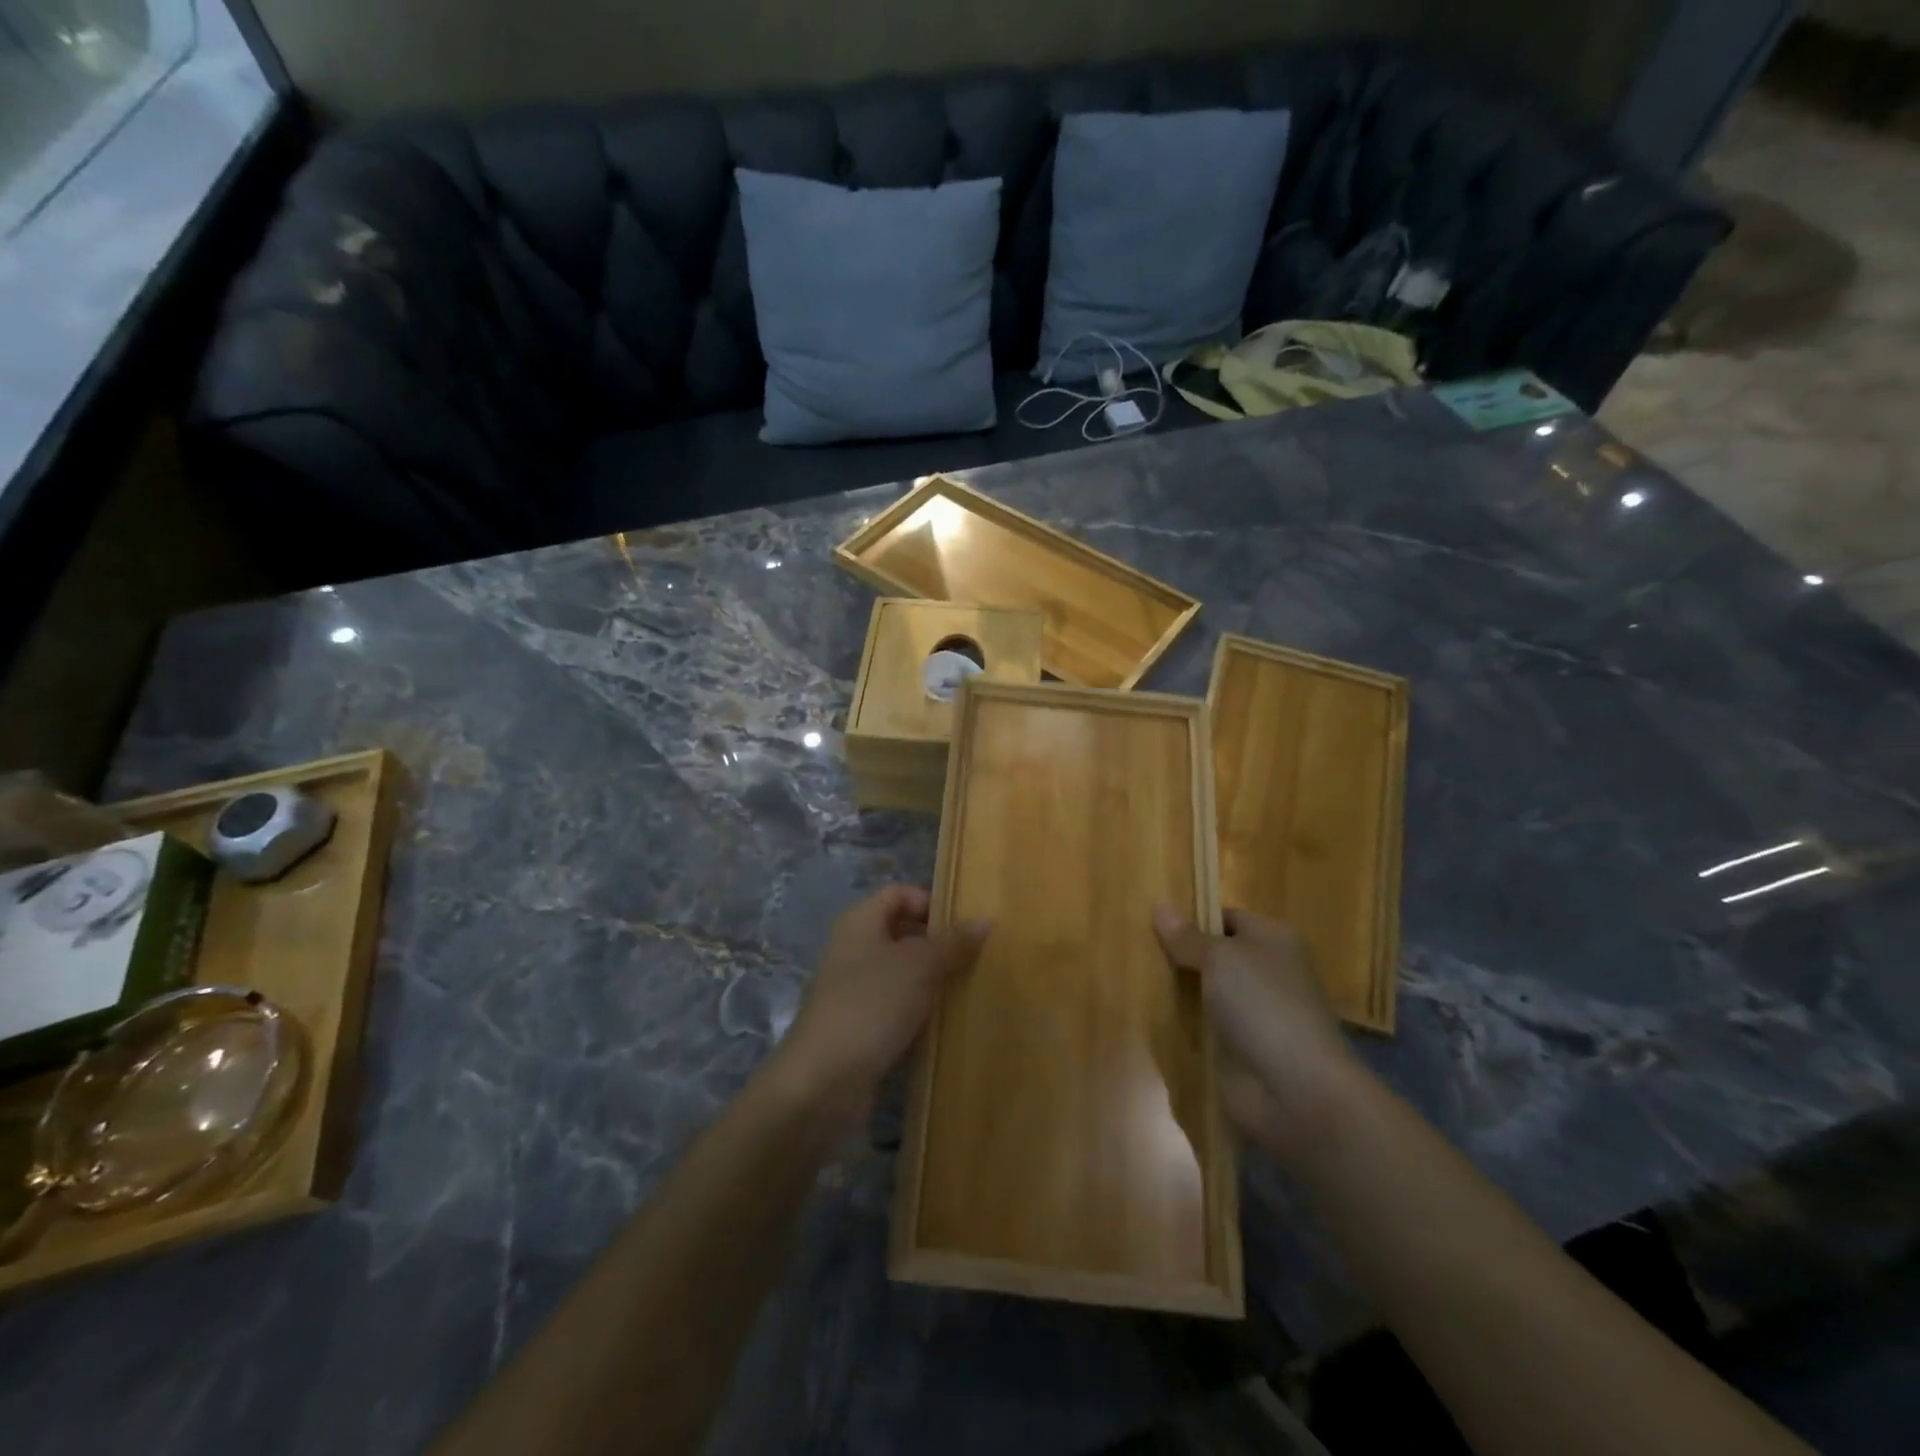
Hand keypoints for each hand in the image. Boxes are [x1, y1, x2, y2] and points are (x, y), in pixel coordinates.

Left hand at [771, 886, 988, 1129]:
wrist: (822, 1083)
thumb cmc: (871, 1005)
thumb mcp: (919, 966)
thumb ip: (953, 942)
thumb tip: (985, 919)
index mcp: (860, 922)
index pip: (899, 894)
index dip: (931, 901)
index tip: (966, 923)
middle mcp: (854, 950)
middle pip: (902, 933)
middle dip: (939, 943)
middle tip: (979, 955)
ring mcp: (855, 990)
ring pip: (902, 973)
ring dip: (934, 980)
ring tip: (973, 987)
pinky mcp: (861, 1027)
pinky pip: (898, 1008)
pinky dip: (921, 1012)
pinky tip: (949, 1022)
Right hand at [1154, 904, 1370, 1161]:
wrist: (1295, 1090)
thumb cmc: (1263, 1005)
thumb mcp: (1220, 958)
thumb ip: (1187, 937)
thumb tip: (1160, 905)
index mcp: (1273, 940)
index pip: (1227, 918)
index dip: (1192, 917)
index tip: (1150, 921)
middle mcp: (1267, 973)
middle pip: (1214, 956)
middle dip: (1179, 956)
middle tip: (1134, 948)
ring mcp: (1253, 1014)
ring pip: (1205, 993)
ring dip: (1177, 991)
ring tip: (1130, 977)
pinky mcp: (1239, 1050)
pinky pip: (1202, 1027)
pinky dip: (1181, 1025)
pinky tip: (1147, 1016)